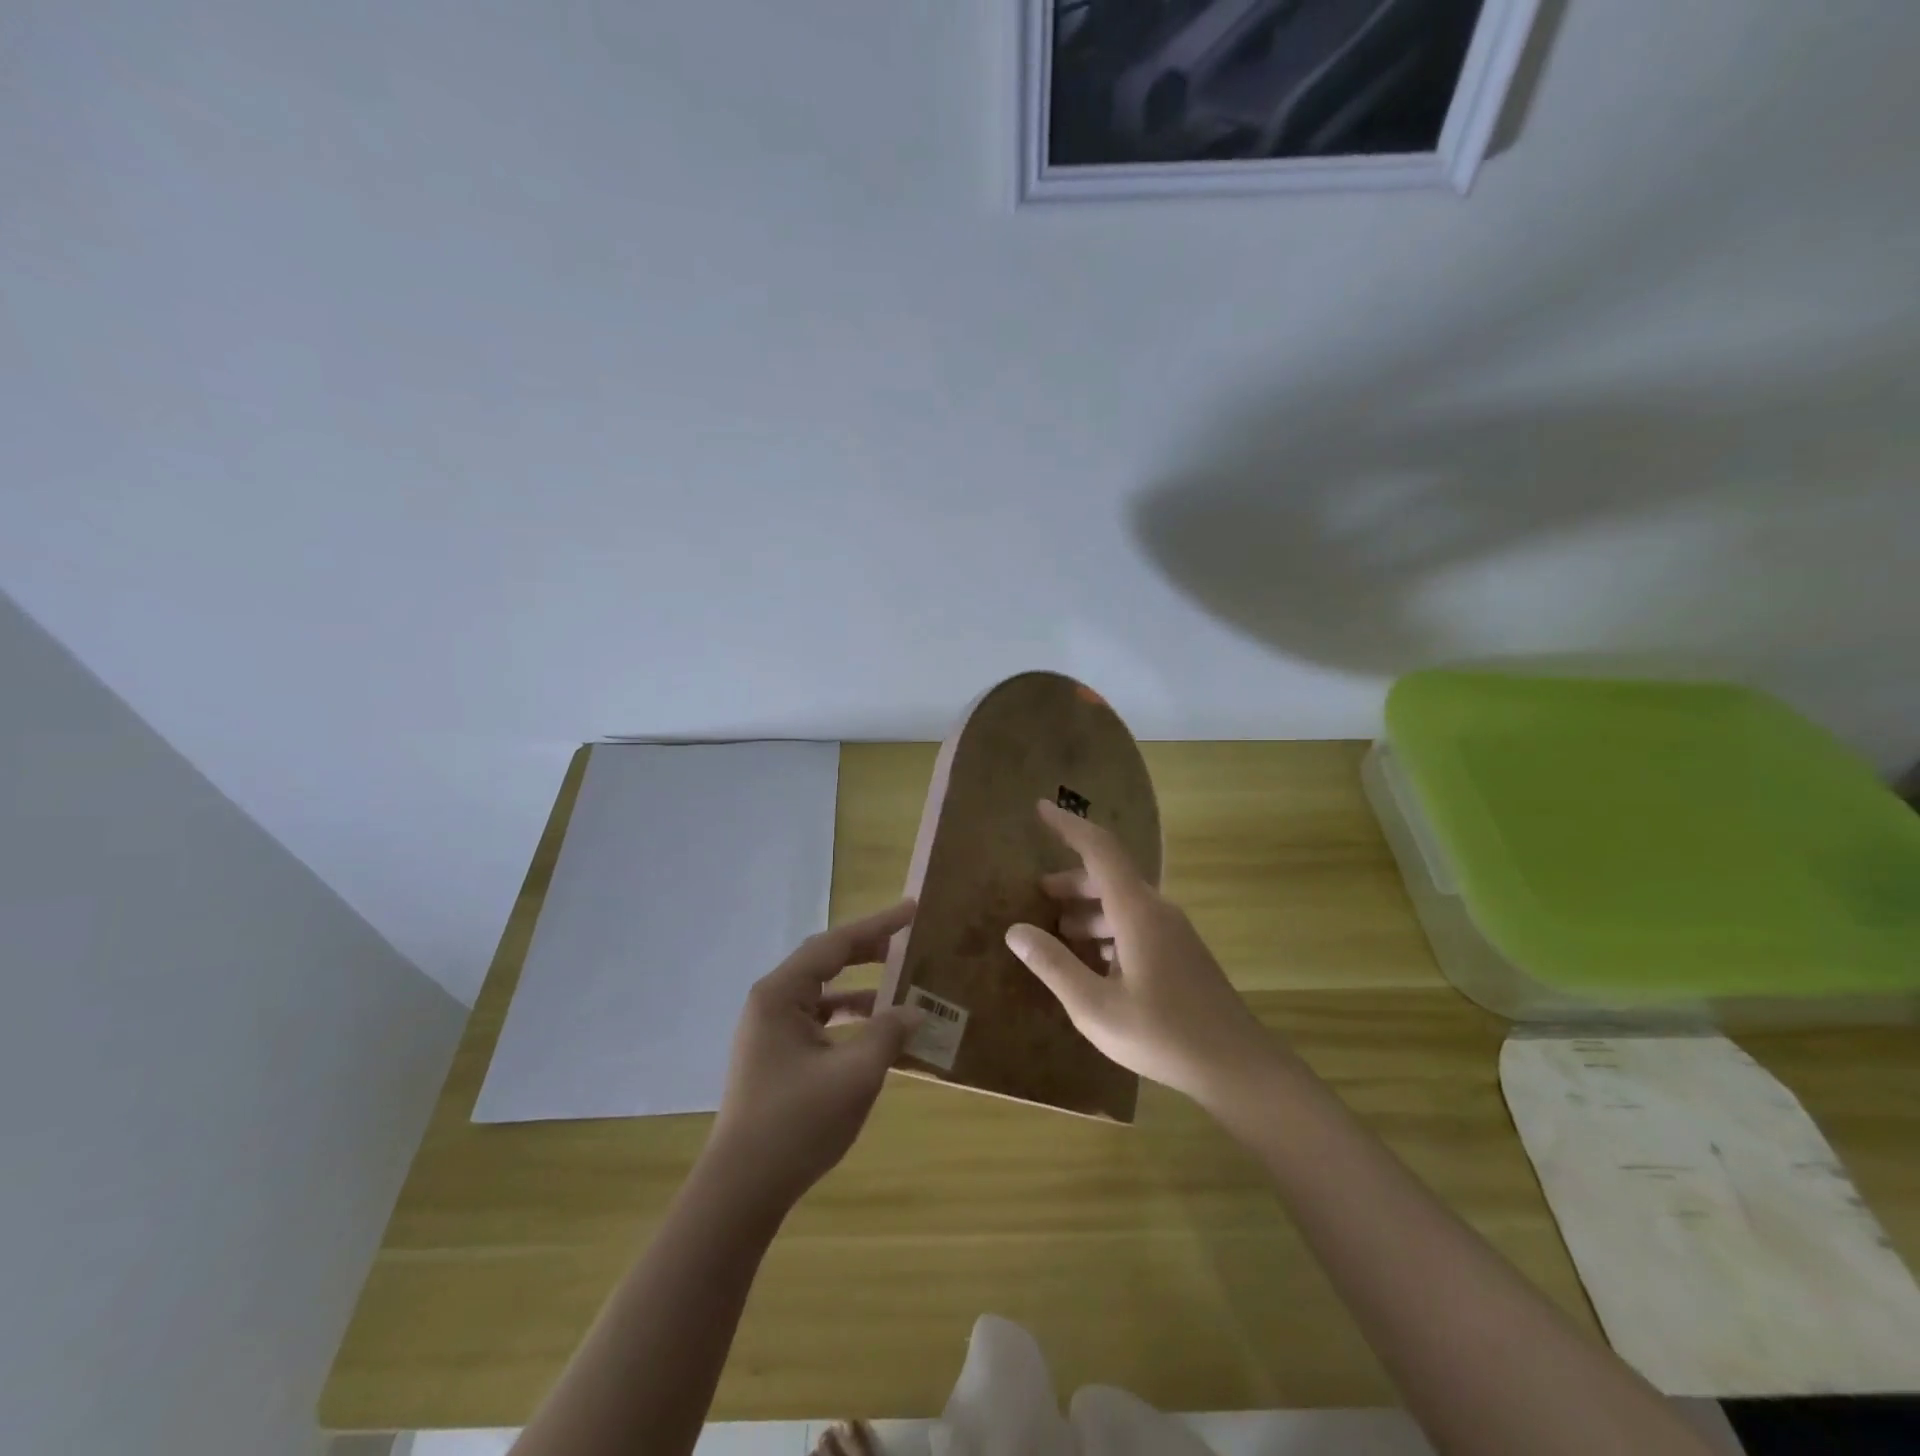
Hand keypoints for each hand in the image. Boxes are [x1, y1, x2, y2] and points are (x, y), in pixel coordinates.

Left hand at [706, 899, 924, 1207]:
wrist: (742, 1189)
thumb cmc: (796, 1123)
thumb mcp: (854, 1075)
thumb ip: (888, 1034)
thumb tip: (915, 1011)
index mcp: (780, 994)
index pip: (835, 944)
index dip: (877, 925)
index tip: (911, 909)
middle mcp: (771, 1003)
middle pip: (826, 962)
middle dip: (868, 951)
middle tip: (908, 942)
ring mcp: (771, 1031)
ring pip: (823, 994)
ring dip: (861, 989)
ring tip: (901, 987)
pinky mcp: (776, 1056)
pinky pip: (819, 1021)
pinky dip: (849, 1020)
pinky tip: (878, 1032)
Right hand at [1005, 800, 1275, 1108]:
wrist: (1238, 1066)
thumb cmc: (1162, 1034)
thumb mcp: (1095, 1007)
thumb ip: (1053, 965)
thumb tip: (1015, 932)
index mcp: (1136, 912)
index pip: (1099, 850)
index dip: (1069, 826)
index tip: (1041, 808)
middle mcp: (1156, 911)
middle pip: (1109, 877)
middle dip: (1072, 880)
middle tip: (1038, 892)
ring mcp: (1173, 932)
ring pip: (1123, 903)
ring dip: (1089, 908)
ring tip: (1059, 929)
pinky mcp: (1181, 953)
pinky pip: (1137, 924)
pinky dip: (1108, 930)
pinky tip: (1093, 961)